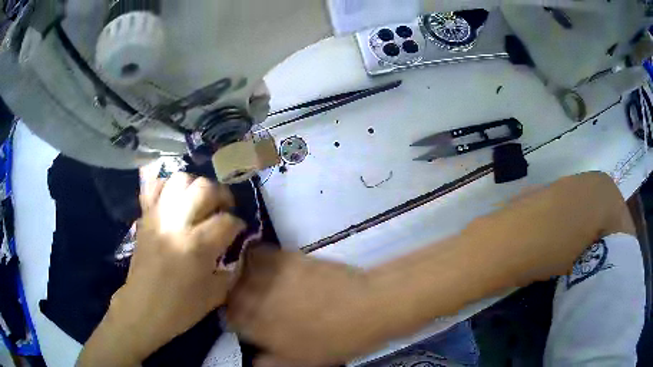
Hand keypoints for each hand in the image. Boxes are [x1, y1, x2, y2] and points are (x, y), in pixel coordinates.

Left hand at [77, 173, 245, 365]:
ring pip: (180, 180)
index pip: (227, 220)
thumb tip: (239, 251)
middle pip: (205, 188)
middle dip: (222, 195)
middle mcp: (178, 223)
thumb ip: (232, 269)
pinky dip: (167, 186)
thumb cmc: (181, 307)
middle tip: (224, 209)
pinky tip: (175, 198)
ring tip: (200, 201)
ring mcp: (158, 216)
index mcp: (198, 245)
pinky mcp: (145, 216)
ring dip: (196, 186)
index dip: (238, 224)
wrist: (143, 307)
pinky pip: (154, 188)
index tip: (239, 231)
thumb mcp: (216, 294)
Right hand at [227, 248, 398, 366]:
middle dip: (229, 295)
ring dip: (236, 273)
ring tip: (241, 275)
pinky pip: (260, 253)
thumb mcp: (302, 362)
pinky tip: (257, 258)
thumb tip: (253, 361)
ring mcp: (271, 277)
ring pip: (239, 271)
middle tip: (237, 296)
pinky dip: (254, 255)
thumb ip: (272, 362)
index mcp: (260, 328)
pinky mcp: (287, 258)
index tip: (235, 317)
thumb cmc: (336, 341)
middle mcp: (257, 301)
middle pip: (230, 294)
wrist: (366, 308)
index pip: (230, 319)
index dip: (231, 318)